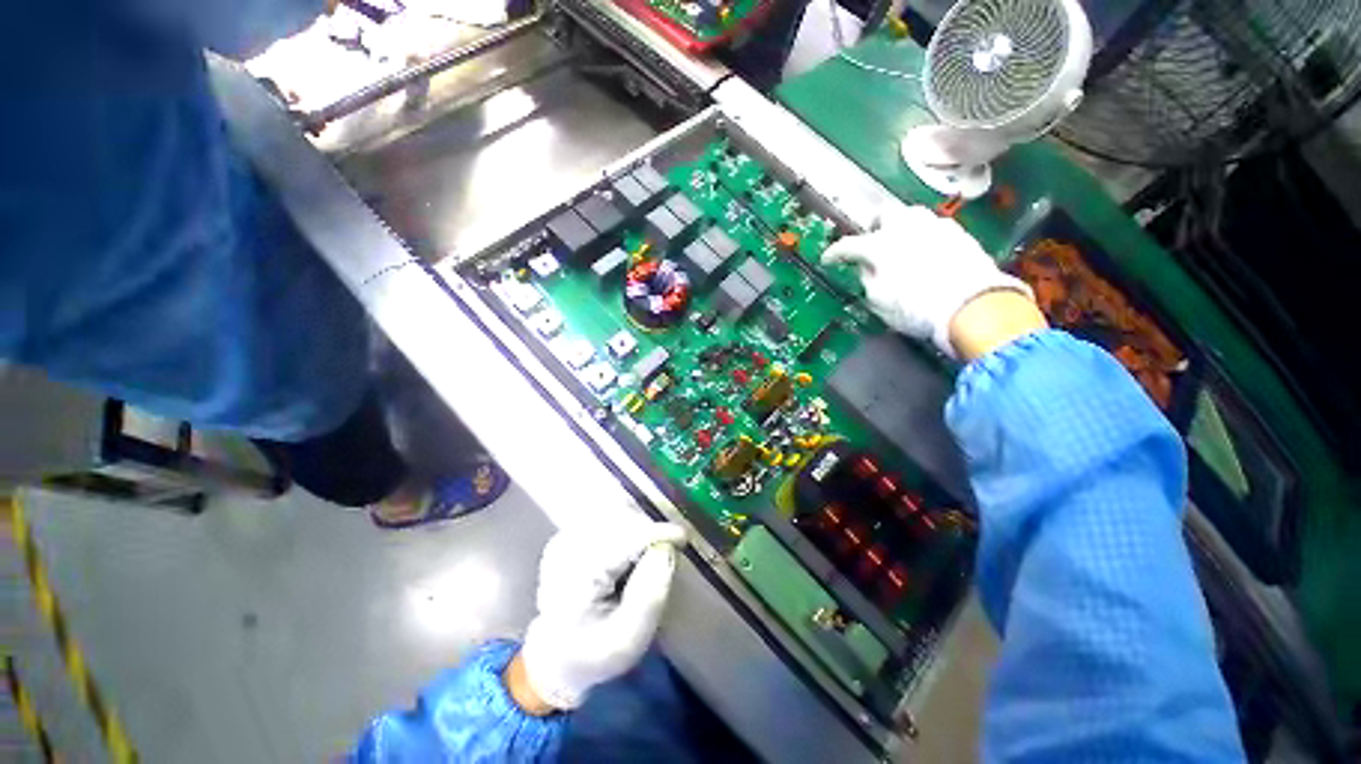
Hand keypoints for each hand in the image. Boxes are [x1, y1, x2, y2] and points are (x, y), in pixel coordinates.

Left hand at [514, 521, 685, 710]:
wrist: (557, 654)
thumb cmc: (595, 653)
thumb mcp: (628, 640)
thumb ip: (650, 597)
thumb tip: (667, 549)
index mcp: (576, 575)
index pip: (624, 539)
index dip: (657, 533)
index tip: (683, 538)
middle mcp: (566, 547)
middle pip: (620, 519)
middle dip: (649, 530)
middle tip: (666, 552)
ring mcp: (566, 536)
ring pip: (615, 512)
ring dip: (638, 526)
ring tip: (647, 553)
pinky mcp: (571, 532)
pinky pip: (608, 516)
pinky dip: (627, 525)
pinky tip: (630, 549)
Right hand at [822, 206, 1035, 357]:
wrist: (971, 306)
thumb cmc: (916, 308)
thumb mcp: (879, 302)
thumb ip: (867, 282)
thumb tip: (867, 270)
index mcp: (879, 246)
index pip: (848, 245)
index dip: (835, 253)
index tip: (828, 259)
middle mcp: (905, 228)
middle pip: (884, 214)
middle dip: (874, 226)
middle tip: (872, 242)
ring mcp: (935, 226)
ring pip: (911, 215)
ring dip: (901, 227)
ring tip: (901, 244)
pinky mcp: (959, 232)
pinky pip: (933, 226)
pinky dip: (924, 236)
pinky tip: (927, 251)